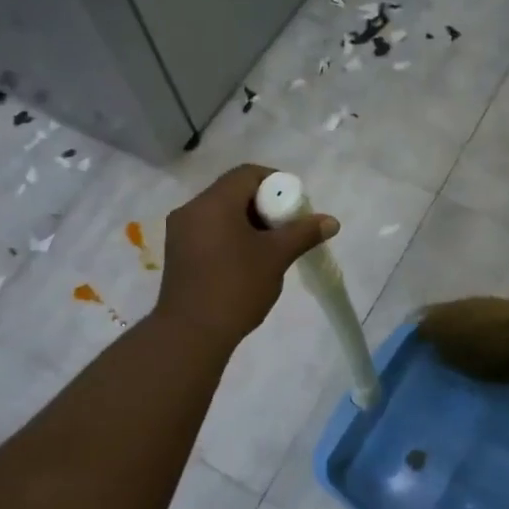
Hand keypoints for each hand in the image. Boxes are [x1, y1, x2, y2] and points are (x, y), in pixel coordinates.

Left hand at [155, 165, 338, 341]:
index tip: (293, 206)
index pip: (247, 174)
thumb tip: (331, 221)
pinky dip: (230, 235)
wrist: (190, 335)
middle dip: (264, 204)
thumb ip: (304, 233)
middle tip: (285, 227)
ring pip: (221, 212)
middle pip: (233, 191)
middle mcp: (192, 209)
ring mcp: (180, 232)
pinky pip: (209, 230)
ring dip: (247, 221)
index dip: (275, 182)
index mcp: (213, 203)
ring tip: (269, 247)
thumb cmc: (236, 288)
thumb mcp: (276, 257)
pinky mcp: (177, 253)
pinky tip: (246, 261)